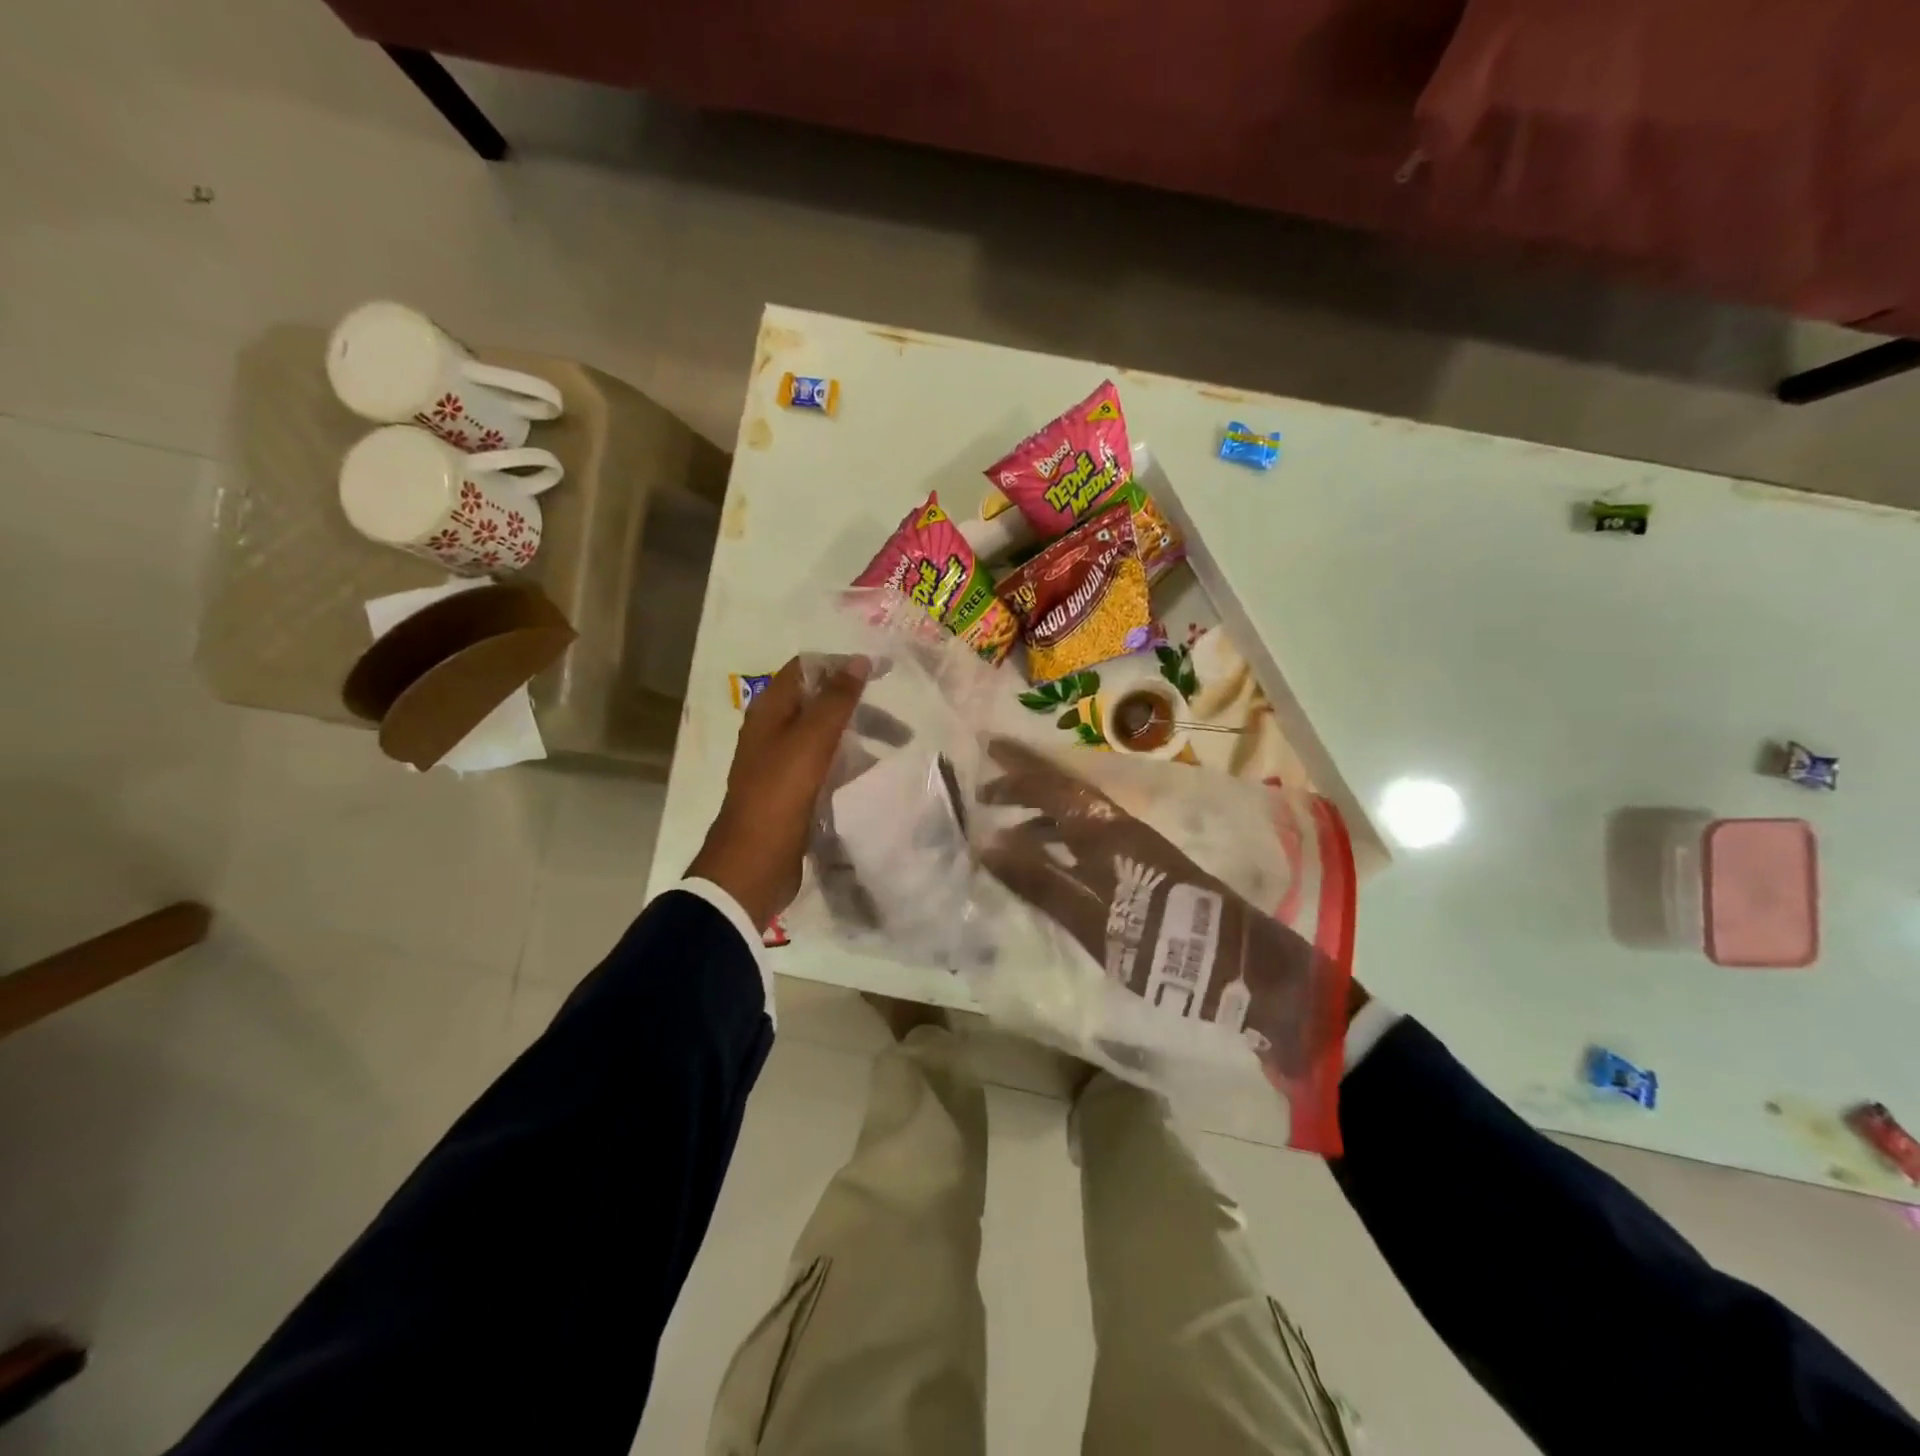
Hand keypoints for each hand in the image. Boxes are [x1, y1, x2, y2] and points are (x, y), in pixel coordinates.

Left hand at [688, 655, 870, 929]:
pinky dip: (849, 763)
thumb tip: (859, 661)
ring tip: (897, 751)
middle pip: (820, 703)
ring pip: (826, 736)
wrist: (754, 863)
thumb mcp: (811, 741)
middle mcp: (773, 731)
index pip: (807, 668)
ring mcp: (782, 763)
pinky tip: (874, 774)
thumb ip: (836, 700)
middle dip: (860, 707)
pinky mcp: (793, 792)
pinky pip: (825, 766)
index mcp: (770, 711)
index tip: (884, 673)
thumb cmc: (780, 794)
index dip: (843, 665)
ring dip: (859, 736)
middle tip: (900, 726)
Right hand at [978, 738, 1337, 1078]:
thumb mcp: (1092, 919)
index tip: (986, 747)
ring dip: (1041, 815)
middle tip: (984, 794)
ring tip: (1005, 832)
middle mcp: (1120, 826)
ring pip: (1078, 815)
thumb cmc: (1161, 941)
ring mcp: (1135, 845)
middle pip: (1065, 793)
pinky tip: (1050, 863)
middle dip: (1024, 787)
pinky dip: (1061, 840)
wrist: (1241, 964)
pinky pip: (1089, 837)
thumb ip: (1040, 881)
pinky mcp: (1144, 865)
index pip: (1052, 785)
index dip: (1018, 765)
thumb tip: (986, 843)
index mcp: (1105, 831)